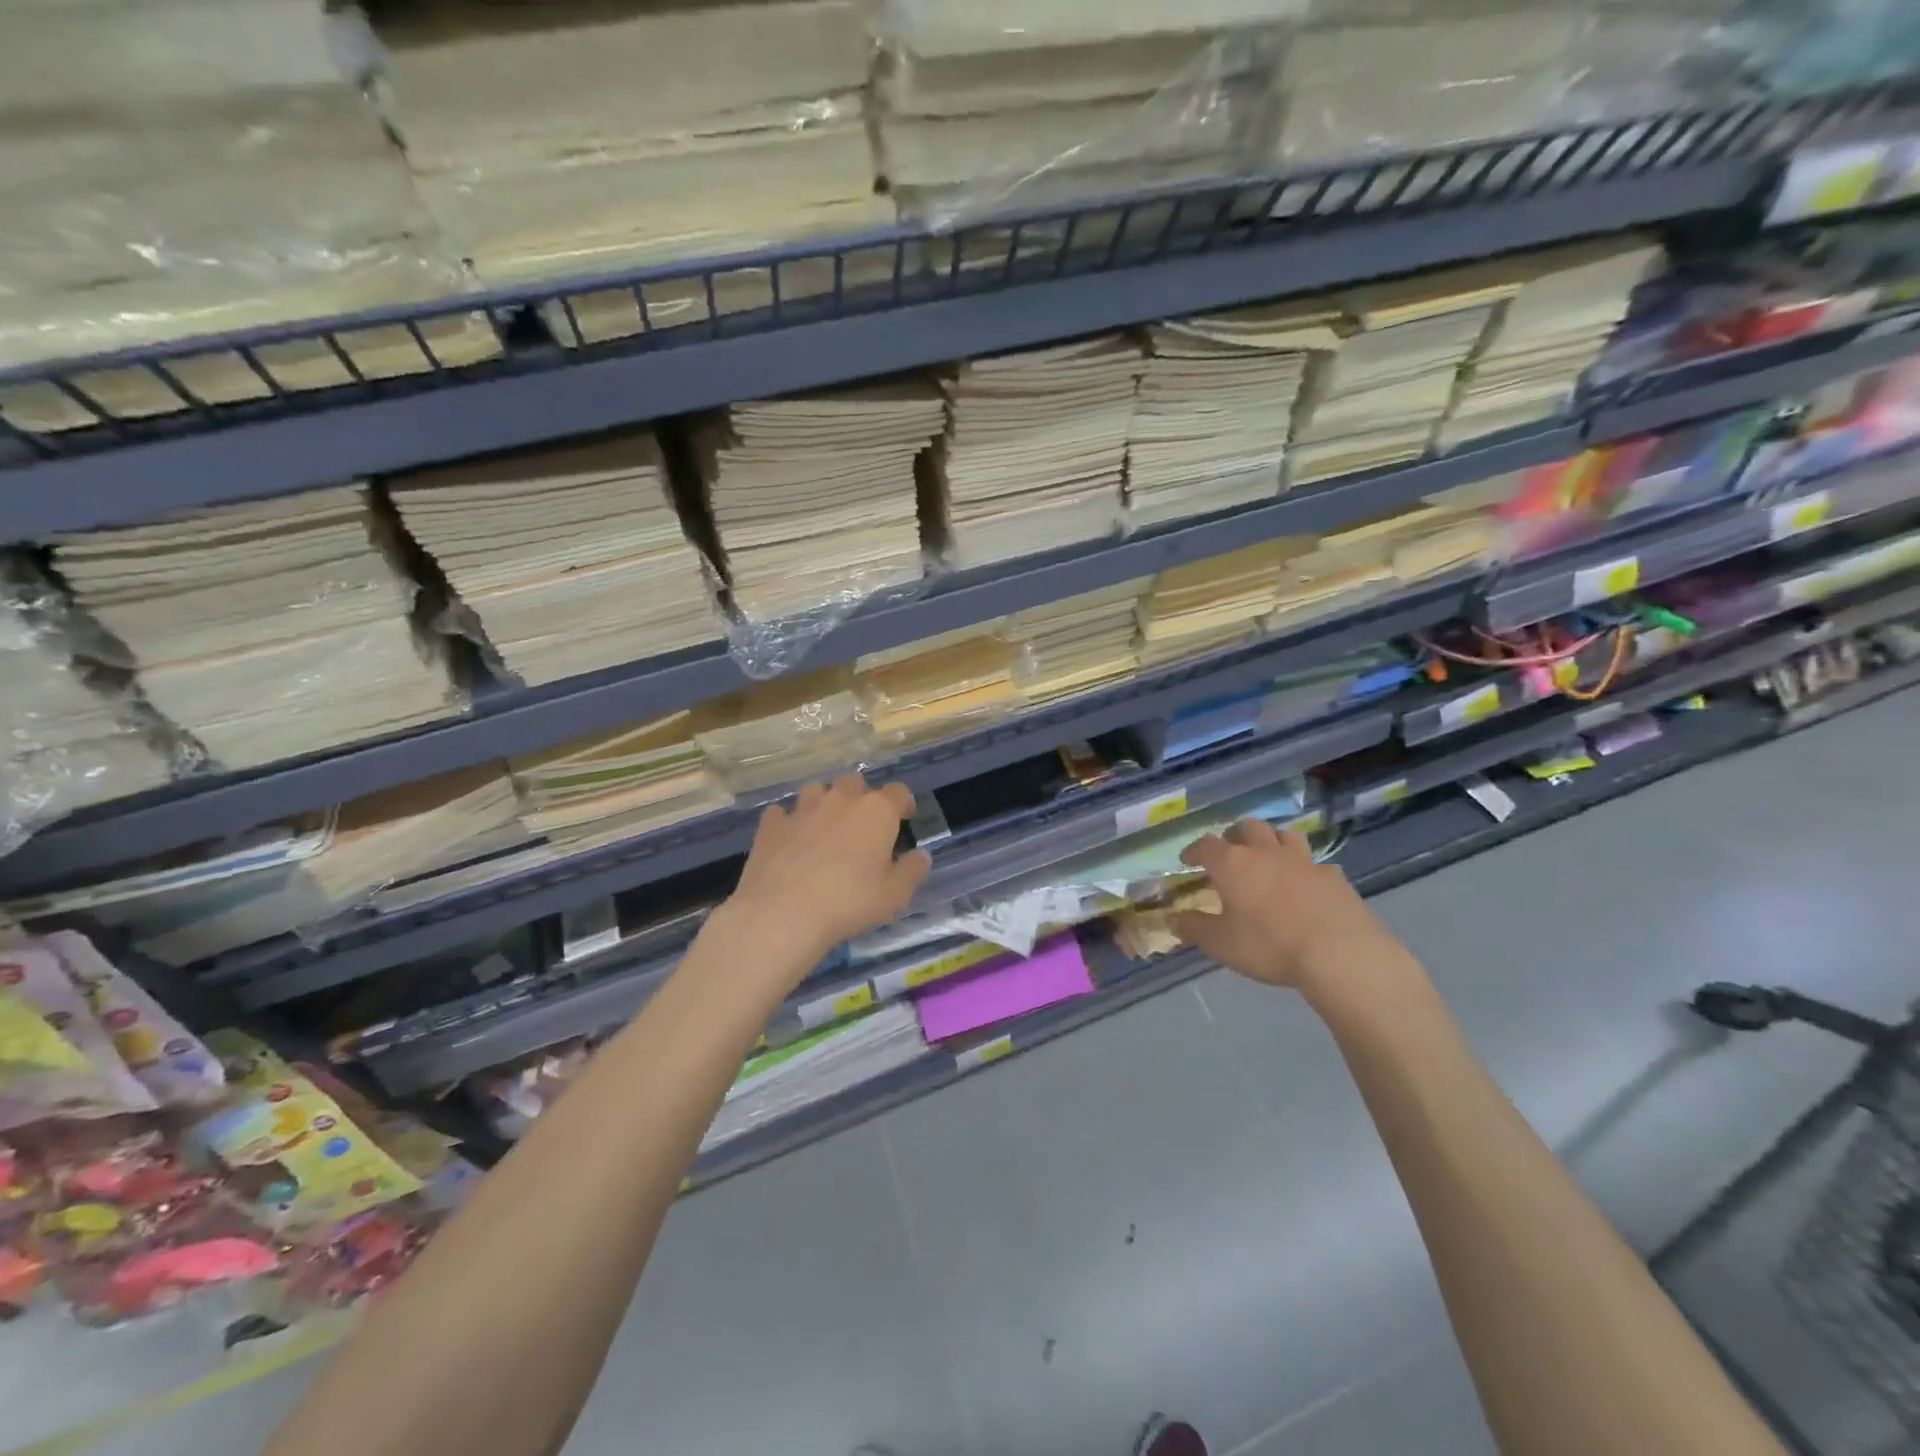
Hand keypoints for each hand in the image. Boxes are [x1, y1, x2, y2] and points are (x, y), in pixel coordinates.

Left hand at [728, 775, 930, 960]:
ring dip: (824, 802)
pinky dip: (788, 822)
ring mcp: (802, 809)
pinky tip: (790, 839)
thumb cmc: (849, 902)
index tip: (904, 818)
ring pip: (817, 790)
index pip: (898, 792)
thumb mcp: (894, 895)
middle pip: (855, 783)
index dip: (903, 803)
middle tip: (863, 825)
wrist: (783, 913)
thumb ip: (912, 871)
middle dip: (862, 798)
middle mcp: (840, 799)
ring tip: (826, 827)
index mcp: (876, 811)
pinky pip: (782, 813)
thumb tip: (921, 856)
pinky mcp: (771, 825)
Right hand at [1170, 819, 1413, 996]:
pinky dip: (1306, 869)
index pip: (1206, 845)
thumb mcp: (1220, 944)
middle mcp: (1266, 853)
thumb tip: (1173, 918)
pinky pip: (1316, 863)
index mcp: (1233, 864)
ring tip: (1268, 857)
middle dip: (1235, 835)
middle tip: (1230, 850)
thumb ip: (1194, 928)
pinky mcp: (1334, 877)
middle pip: (1248, 828)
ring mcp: (1304, 861)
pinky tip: (1307, 885)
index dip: (1194, 850)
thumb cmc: (1269, 945)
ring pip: (1285, 835)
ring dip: (1273, 841)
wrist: (1339, 953)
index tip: (1188, 860)